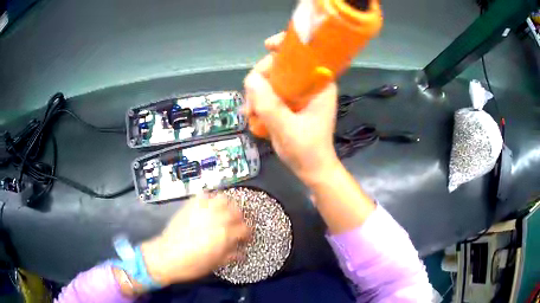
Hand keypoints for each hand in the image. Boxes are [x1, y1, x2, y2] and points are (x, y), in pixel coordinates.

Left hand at [140, 195, 250, 285]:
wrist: (166, 256)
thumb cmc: (192, 264)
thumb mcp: (215, 264)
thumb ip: (231, 255)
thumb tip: (242, 253)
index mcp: (225, 234)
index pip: (245, 228)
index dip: (247, 234)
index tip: (245, 238)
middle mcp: (217, 218)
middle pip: (237, 210)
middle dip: (239, 217)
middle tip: (235, 225)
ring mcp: (203, 209)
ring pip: (223, 198)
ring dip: (227, 204)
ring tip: (223, 213)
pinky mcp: (190, 205)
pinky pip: (204, 194)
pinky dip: (209, 198)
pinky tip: (208, 206)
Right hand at [244, 33, 340, 184]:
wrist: (312, 169)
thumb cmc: (307, 150)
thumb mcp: (287, 129)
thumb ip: (269, 104)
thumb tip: (250, 79)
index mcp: (319, 84)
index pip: (305, 53)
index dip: (286, 45)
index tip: (267, 46)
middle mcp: (309, 84)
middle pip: (281, 64)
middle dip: (262, 77)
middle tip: (251, 100)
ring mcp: (299, 93)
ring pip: (272, 78)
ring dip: (257, 91)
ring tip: (250, 112)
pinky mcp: (290, 102)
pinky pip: (270, 91)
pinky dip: (259, 99)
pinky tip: (252, 112)